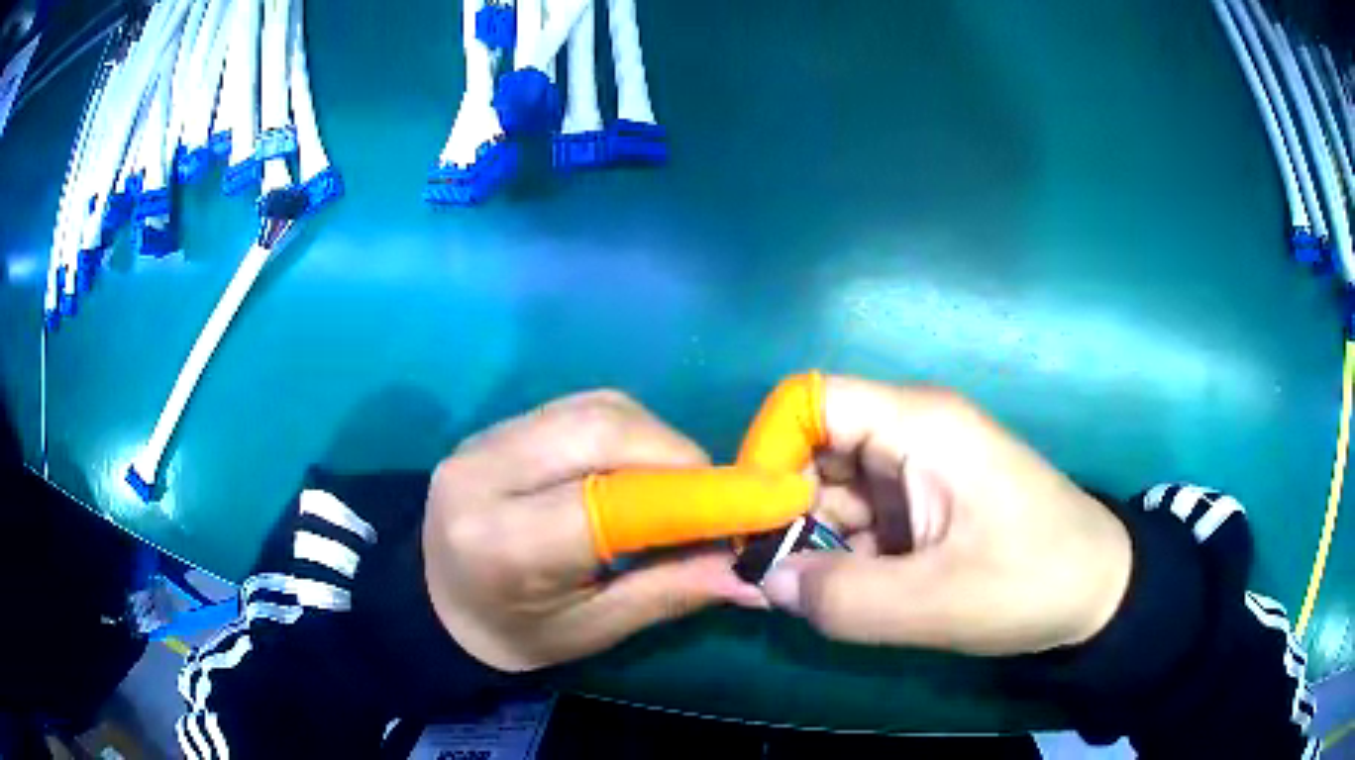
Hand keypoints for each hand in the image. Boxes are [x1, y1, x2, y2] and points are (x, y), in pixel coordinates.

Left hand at [421, 390, 780, 672]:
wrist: (433, 601)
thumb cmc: (511, 634)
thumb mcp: (590, 631)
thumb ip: (670, 593)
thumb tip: (753, 573)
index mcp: (502, 544)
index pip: (610, 501)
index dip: (695, 496)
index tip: (762, 501)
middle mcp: (485, 473)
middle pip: (604, 430)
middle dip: (679, 457)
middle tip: (718, 499)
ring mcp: (485, 438)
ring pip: (596, 408)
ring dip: (657, 439)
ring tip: (681, 486)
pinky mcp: (496, 425)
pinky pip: (578, 407)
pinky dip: (627, 430)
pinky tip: (639, 467)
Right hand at [762, 376, 1132, 655]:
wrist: (1098, 592)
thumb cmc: (1032, 581)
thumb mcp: (936, 603)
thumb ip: (841, 599)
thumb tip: (764, 582)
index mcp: (919, 424)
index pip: (809, 401)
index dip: (767, 450)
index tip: (750, 523)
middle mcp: (910, 432)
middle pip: (814, 448)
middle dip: (781, 509)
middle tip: (760, 575)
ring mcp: (917, 469)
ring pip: (832, 490)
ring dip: (807, 539)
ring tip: (788, 594)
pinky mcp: (923, 504)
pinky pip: (860, 520)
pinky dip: (837, 555)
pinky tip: (828, 594)